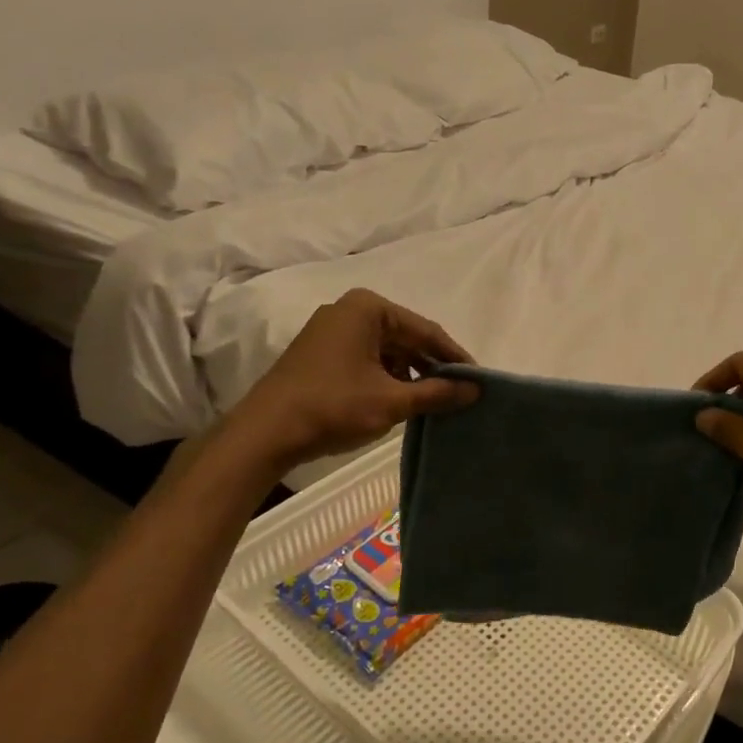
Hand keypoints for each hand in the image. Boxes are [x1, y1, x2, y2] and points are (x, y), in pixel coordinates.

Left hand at [221, 289, 479, 471]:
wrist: (264, 434)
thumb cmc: (333, 407)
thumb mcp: (393, 401)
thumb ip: (437, 392)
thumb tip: (476, 389)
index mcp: (368, 308)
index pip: (426, 330)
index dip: (455, 357)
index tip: (478, 380)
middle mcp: (349, 310)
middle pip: (407, 337)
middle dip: (432, 366)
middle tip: (460, 392)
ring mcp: (331, 331)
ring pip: (387, 350)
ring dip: (411, 374)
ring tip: (435, 401)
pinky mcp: (321, 353)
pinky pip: (367, 359)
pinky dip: (387, 378)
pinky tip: (401, 401)